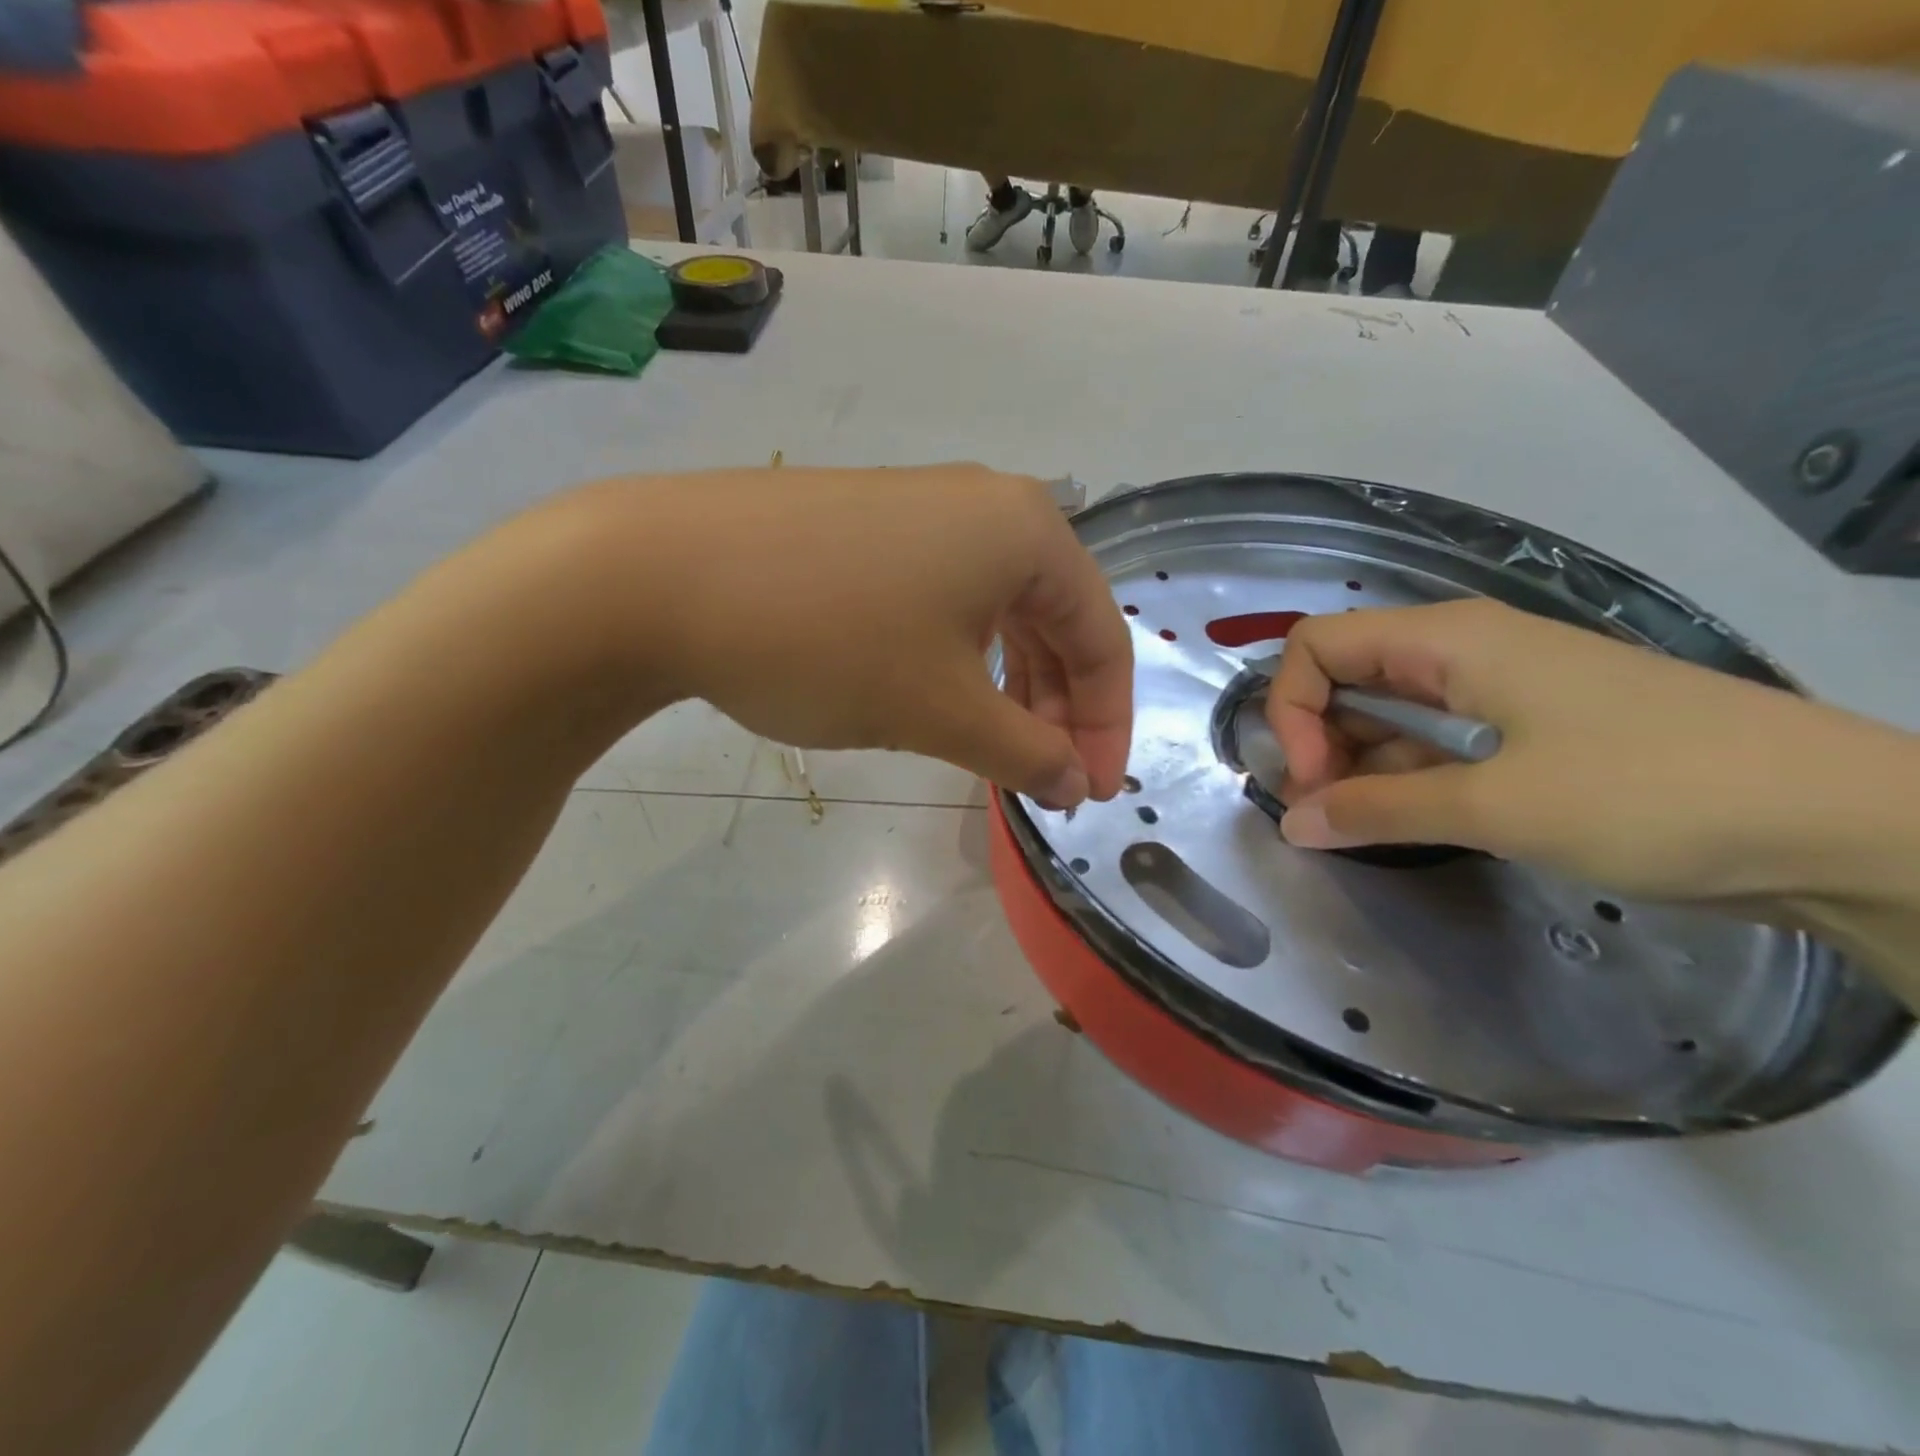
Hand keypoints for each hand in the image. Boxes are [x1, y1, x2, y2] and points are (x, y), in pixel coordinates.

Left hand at [566, 465, 1132, 804]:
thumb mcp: (941, 711)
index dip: (1107, 725)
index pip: (1102, 637)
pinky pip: (943, 597)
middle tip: (1044, 775)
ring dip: (1009, 685)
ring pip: (996, 610)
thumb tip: (1075, 784)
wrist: (659, 575)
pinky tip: (937, 692)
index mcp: (1026, 532)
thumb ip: (1025, 752)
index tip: (1090, 794)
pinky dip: (959, 656)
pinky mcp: (867, 525)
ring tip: (995, 746)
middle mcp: (984, 505)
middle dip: (1058, 706)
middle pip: (1053, 619)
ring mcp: (920, 508)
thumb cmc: (828, 641)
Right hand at [1265, 599, 1919, 912]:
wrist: (1848, 826)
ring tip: (1354, 824)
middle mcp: (1465, 650)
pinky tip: (1400, 819)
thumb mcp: (1498, 806)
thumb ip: (1380, 810)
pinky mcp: (1533, 730)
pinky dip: (1404, 775)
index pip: (1318, 645)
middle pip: (1348, 674)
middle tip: (1324, 810)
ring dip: (1357, 761)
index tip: (1310, 779)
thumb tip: (1291, 824)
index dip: (1293, 708)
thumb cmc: (1654, 793)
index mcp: (1449, 640)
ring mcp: (1502, 689)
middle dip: (1317, 737)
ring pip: (1391, 710)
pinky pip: (1437, 739)